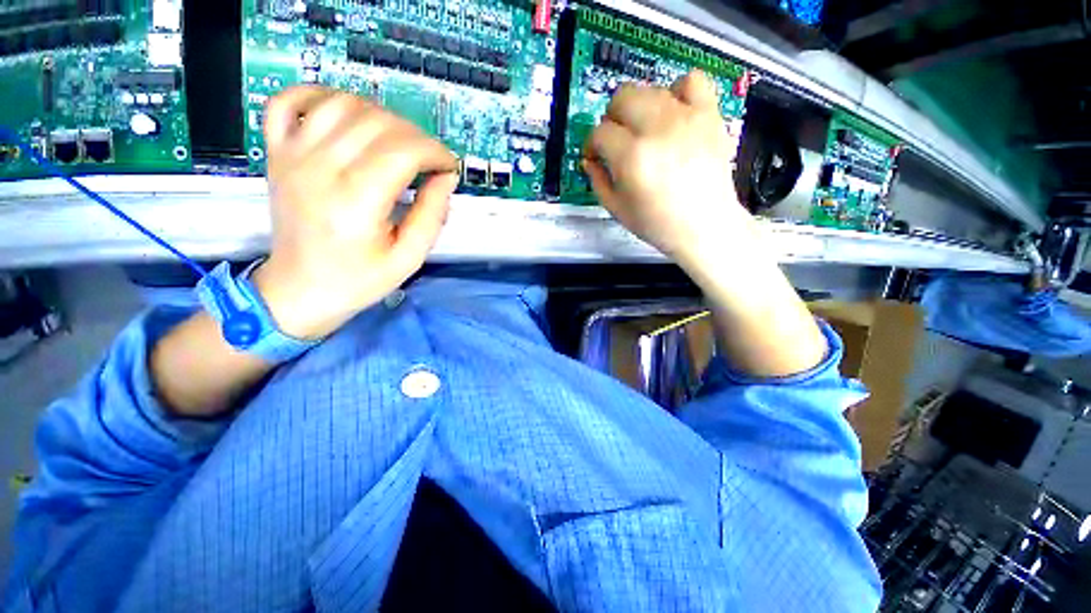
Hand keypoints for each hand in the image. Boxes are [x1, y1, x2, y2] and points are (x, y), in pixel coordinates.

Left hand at [252, 86, 459, 339]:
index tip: (448, 167)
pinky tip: (345, 113)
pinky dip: (319, 95)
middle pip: (378, 122)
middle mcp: (321, 169)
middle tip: (428, 160)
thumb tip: (445, 178)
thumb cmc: (358, 280)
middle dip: (416, 136)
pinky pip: (288, 100)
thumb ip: (432, 216)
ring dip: (380, 114)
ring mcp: (293, 156)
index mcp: (357, 202)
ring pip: (342, 103)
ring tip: (396, 141)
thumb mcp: (409, 259)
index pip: (403, 150)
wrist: (299, 289)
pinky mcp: (277, 153)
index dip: (435, 152)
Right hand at [583, 71, 759, 278]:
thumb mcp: (617, 209)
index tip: (594, 156)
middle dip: (611, 118)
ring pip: (650, 88)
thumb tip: (589, 159)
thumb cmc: (657, 224)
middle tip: (616, 139)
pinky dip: (677, 90)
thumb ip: (597, 181)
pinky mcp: (709, 114)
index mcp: (632, 157)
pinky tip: (673, 112)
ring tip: (644, 130)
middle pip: (622, 97)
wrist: (704, 225)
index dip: (591, 145)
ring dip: (639, 107)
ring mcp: (686, 117)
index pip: (600, 132)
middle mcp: (657, 129)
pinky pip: (692, 80)